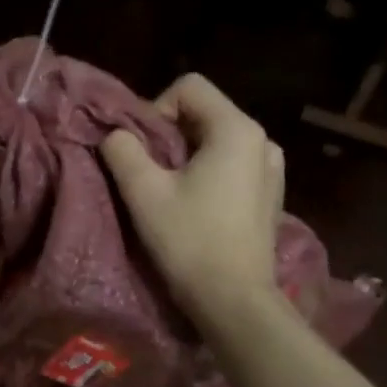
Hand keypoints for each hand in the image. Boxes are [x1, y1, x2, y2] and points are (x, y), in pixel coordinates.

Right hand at [101, 73, 283, 323]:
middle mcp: (262, 140)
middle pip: (203, 113)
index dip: (154, 108)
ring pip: (216, 141)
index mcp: (236, 129)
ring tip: (168, 191)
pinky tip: (195, 207)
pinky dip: (207, 173)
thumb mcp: (144, 192)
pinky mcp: (270, 194)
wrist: (233, 299)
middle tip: (146, 172)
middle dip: (168, 135)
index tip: (141, 149)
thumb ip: (123, 151)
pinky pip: (231, 164)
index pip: (189, 87)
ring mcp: (271, 168)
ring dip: (186, 156)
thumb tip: (115, 136)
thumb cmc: (189, 241)